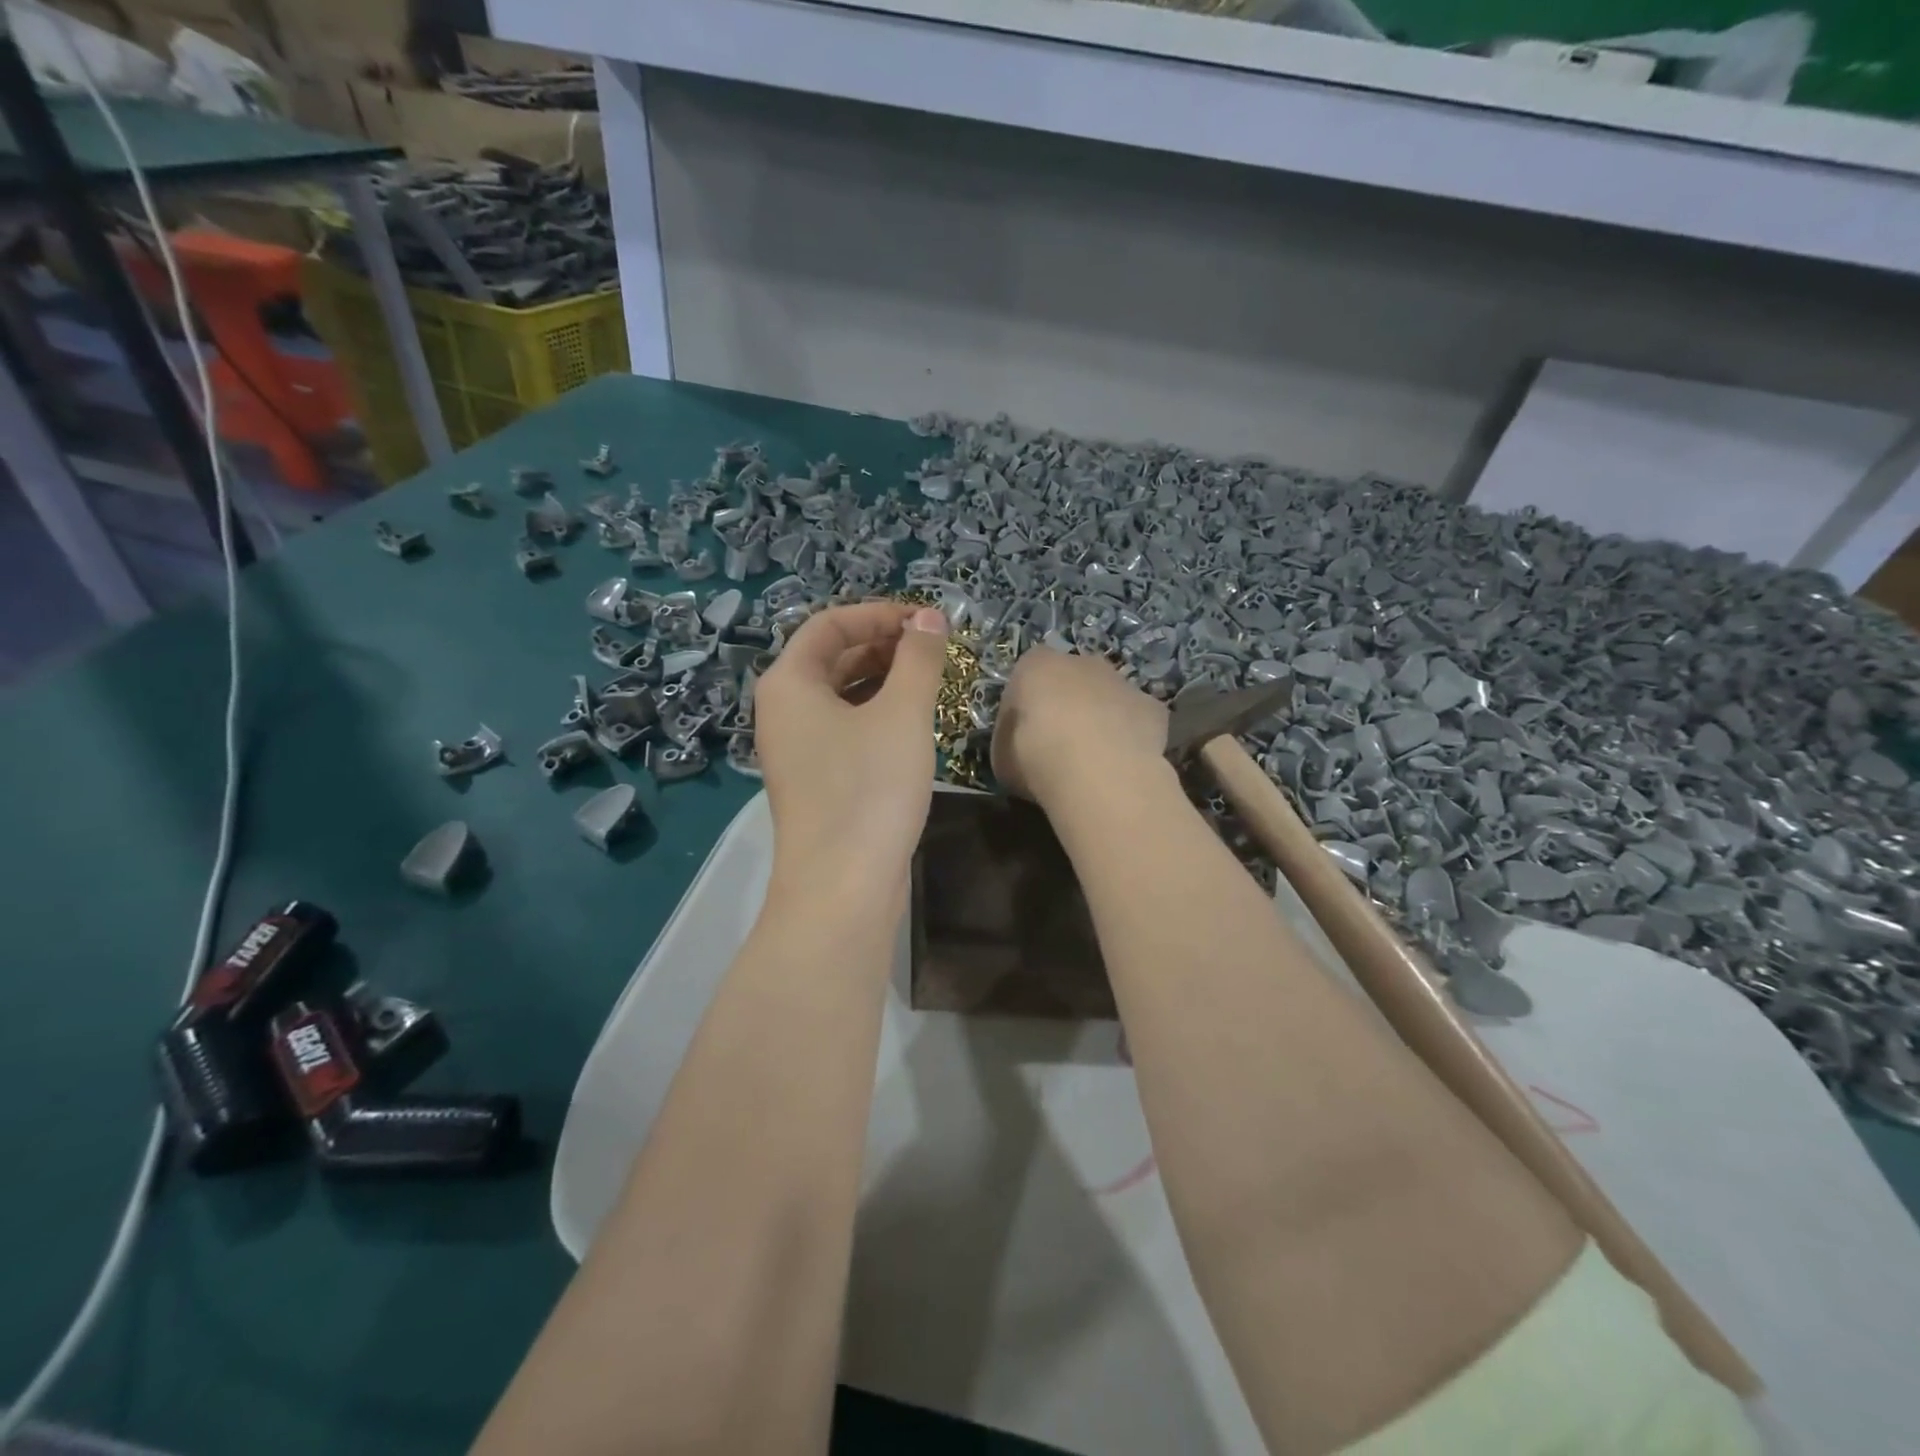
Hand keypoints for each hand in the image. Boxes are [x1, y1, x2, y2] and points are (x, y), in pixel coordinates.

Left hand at [754, 601, 951, 904]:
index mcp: (789, 682)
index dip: (879, 614)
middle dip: (884, 645)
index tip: (928, 621)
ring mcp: (797, 749)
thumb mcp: (902, 714)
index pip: (830, 624)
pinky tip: (914, 721)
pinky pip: (846, 728)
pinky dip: (877, 713)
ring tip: (932, 679)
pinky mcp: (817, 780)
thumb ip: (918, 658)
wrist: (843, 887)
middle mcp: (783, 710)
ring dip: (884, 679)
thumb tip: (929, 617)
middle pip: (833, 657)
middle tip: (936, 649)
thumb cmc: (869, 788)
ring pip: (842, 695)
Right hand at [991, 648, 1169, 803]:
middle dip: (1067, 705)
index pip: (1025, 676)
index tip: (1022, 735)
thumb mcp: (1002, 755)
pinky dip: (1132, 736)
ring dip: (1101, 719)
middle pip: (1072, 680)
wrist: (1097, 772)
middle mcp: (1082, 662)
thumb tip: (1020, 743)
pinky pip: (1137, 720)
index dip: (1024, 707)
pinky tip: (1123, 764)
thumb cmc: (1036, 757)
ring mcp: (1122, 682)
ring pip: (1108, 697)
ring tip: (1094, 759)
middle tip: (1060, 745)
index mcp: (1036, 665)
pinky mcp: (1153, 707)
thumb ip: (1012, 739)